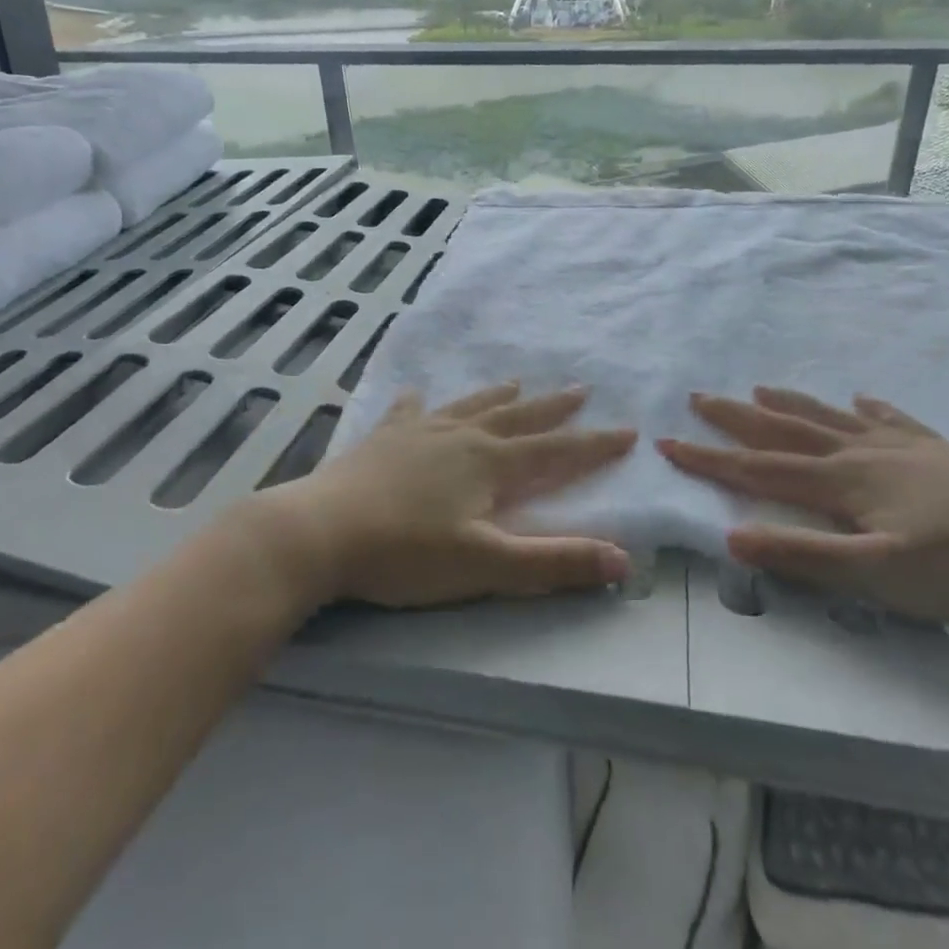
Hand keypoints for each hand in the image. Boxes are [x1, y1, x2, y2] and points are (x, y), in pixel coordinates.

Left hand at [260, 383, 634, 608]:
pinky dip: (419, 404)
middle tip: (580, 390)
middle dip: (553, 408)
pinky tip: (416, 394)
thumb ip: (554, 563)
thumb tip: (624, 560)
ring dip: (498, 396)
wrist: (320, 532)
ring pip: (470, 406)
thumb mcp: (487, 566)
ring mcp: (419, 432)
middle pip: (517, 418)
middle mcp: (460, 436)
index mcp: (490, 463)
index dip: (594, 445)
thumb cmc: (406, 553)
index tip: (627, 431)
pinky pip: (408, 412)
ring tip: (517, 382)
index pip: (556, 452)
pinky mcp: (383, 439)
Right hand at [659, 387, 948, 623]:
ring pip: (830, 418)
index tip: (666, 443)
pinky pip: (892, 420)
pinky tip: (863, 398)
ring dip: (790, 403)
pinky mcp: (941, 451)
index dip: (709, 460)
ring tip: (760, 386)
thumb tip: (731, 539)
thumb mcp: (882, 574)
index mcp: (842, 484)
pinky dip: (869, 408)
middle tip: (699, 397)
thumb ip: (806, 557)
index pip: (759, 470)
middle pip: (786, 430)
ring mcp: (903, 447)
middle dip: (736, 417)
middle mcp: (862, 454)